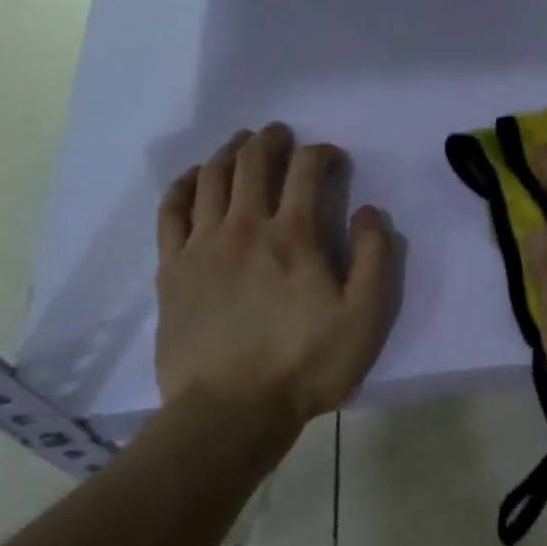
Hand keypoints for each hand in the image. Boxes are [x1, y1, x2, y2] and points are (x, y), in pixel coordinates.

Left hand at [154, 125, 394, 425]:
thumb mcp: (365, 319)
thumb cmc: (306, 366)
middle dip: (270, 140)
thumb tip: (370, 212)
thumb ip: (375, 260)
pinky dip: (183, 185)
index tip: (333, 159)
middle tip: (280, 134)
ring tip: (241, 143)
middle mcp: (244, 227)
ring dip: (228, 152)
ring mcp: (201, 245)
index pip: (307, 171)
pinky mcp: (171, 269)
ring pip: (210, 178)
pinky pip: (171, 211)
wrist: (230, 411)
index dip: (323, 154)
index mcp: (293, 236)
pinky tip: (192, 178)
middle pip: (252, 163)